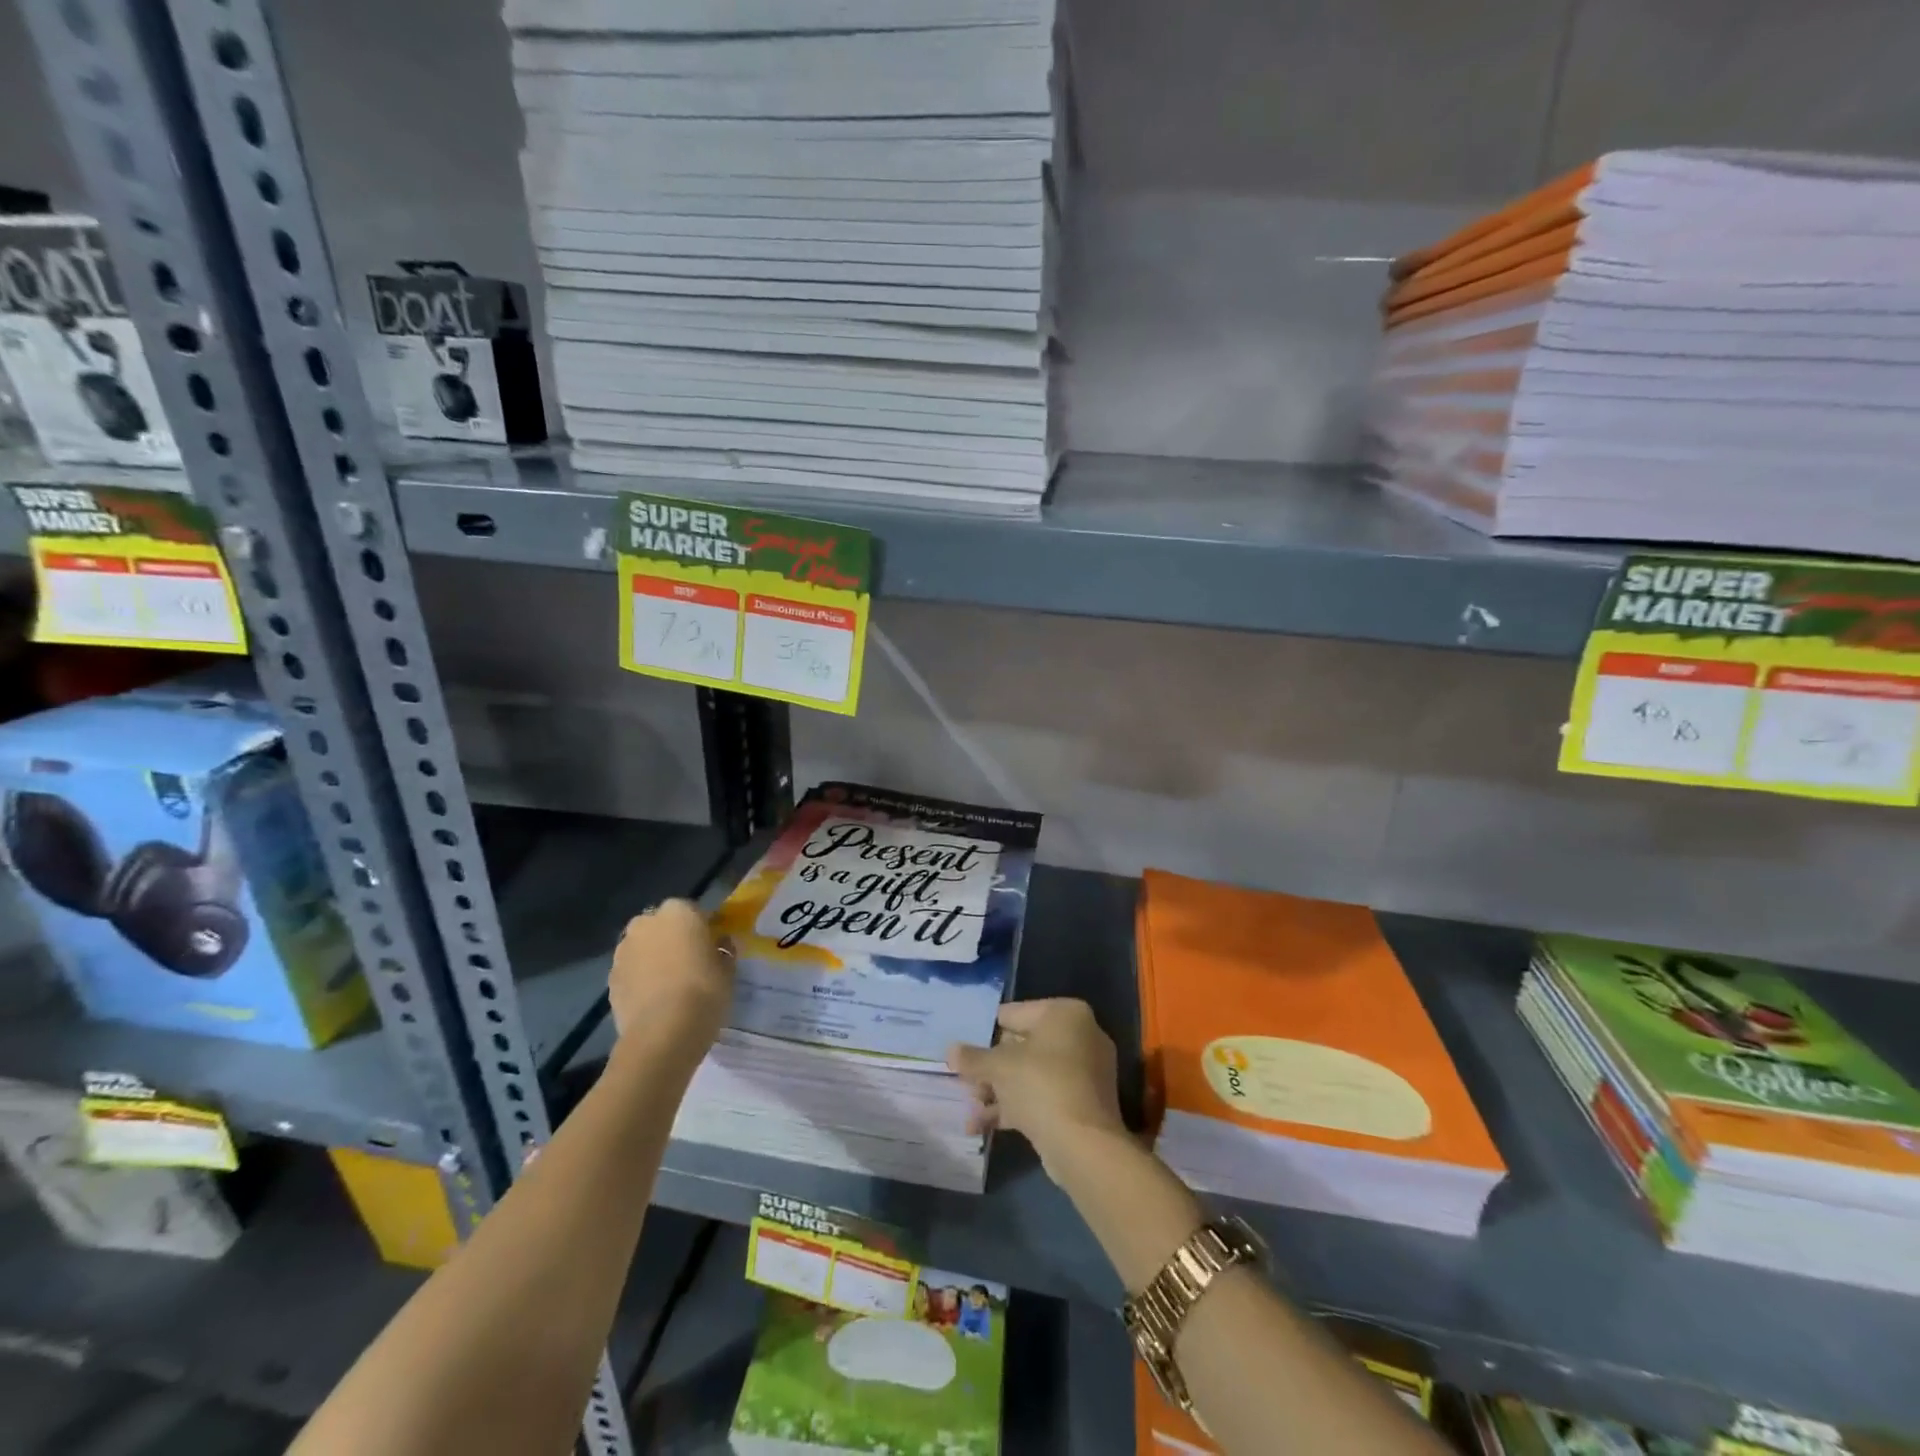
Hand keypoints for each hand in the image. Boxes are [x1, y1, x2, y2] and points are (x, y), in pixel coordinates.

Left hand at [608, 900, 733, 1053]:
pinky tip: (655, 1000)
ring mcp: (623, 951)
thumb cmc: (704, 990)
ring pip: (642, 948)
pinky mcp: (610, 980)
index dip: (703, 928)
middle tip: (690, 962)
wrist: (663, 1032)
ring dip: (653, 958)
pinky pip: (631, 972)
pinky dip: (640, 980)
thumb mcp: (728, 968)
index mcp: (678, 912)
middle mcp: (646, 923)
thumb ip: (723, 949)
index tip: (712, 946)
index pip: (693, 911)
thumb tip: (721, 943)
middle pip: (661, 926)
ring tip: (670, 984)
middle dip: (672, 938)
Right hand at [947, 999, 1125, 1177]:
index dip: (985, 1032)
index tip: (964, 1050)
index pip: (1014, 1013)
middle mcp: (1080, 1035)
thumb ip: (972, 1058)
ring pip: (1030, 1075)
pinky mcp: (1082, 1105)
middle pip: (1022, 1046)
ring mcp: (1083, 1072)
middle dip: (991, 1069)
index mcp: (1065, 1014)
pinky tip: (981, 1127)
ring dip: (998, 1092)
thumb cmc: (1041, 1085)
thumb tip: (950, 1050)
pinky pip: (1042, 1097)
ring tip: (970, 1111)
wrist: (1084, 1145)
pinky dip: (1016, 1108)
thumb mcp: (998, 1067)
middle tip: (965, 1085)